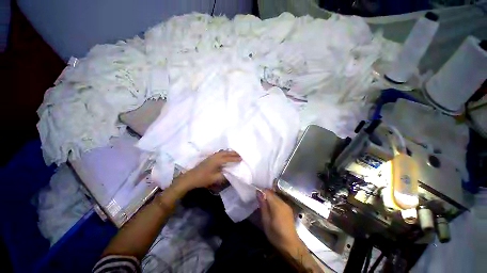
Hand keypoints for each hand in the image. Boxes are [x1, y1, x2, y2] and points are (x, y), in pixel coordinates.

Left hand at [175, 150, 240, 192]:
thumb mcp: (215, 179)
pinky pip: (219, 153)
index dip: (235, 158)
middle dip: (233, 153)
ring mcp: (211, 156)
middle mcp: (215, 156)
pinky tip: (225, 154)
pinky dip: (225, 152)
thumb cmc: (203, 178)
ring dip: (229, 152)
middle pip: (226, 153)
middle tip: (240, 154)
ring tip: (235, 153)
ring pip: (222, 152)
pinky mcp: (209, 158)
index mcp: (217, 161)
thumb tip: (231, 173)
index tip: (241, 159)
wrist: (191, 177)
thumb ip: (224, 176)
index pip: (228, 158)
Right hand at [257, 190, 301, 253]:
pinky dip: (274, 202)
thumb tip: (258, 192)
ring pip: (276, 197)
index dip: (261, 191)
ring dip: (269, 198)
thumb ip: (263, 205)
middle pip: (272, 193)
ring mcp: (286, 205)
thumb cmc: (275, 234)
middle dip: (265, 194)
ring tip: (264, 204)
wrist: (291, 245)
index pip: (267, 192)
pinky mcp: (288, 209)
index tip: (255, 194)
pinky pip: (279, 201)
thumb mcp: (266, 220)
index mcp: (277, 205)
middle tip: (258, 200)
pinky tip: (271, 208)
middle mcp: (283, 202)